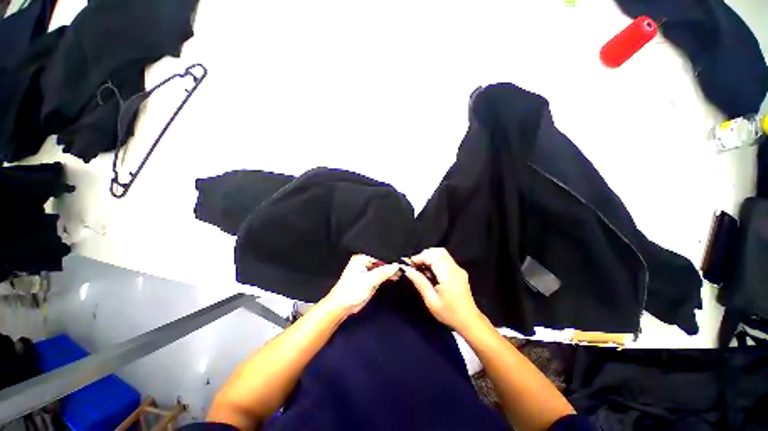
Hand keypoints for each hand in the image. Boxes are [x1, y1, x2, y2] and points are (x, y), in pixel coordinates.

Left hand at [322, 255, 399, 315]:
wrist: (343, 306)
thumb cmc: (351, 291)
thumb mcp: (368, 281)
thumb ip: (383, 272)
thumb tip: (396, 265)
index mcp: (361, 258)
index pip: (379, 253)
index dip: (390, 256)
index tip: (402, 259)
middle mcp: (365, 261)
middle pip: (382, 259)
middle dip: (392, 263)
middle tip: (404, 265)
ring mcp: (368, 269)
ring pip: (383, 266)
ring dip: (391, 269)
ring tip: (402, 271)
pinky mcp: (371, 277)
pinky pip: (382, 273)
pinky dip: (389, 275)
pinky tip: (396, 276)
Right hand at [403, 248, 483, 332]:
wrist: (469, 321)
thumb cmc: (449, 313)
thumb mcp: (431, 300)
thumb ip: (419, 282)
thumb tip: (407, 270)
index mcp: (448, 275)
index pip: (433, 256)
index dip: (419, 257)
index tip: (409, 264)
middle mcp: (455, 268)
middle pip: (438, 251)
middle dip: (424, 255)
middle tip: (415, 266)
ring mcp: (458, 269)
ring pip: (442, 253)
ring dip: (429, 257)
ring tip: (421, 268)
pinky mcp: (459, 271)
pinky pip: (445, 259)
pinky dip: (435, 260)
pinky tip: (430, 272)